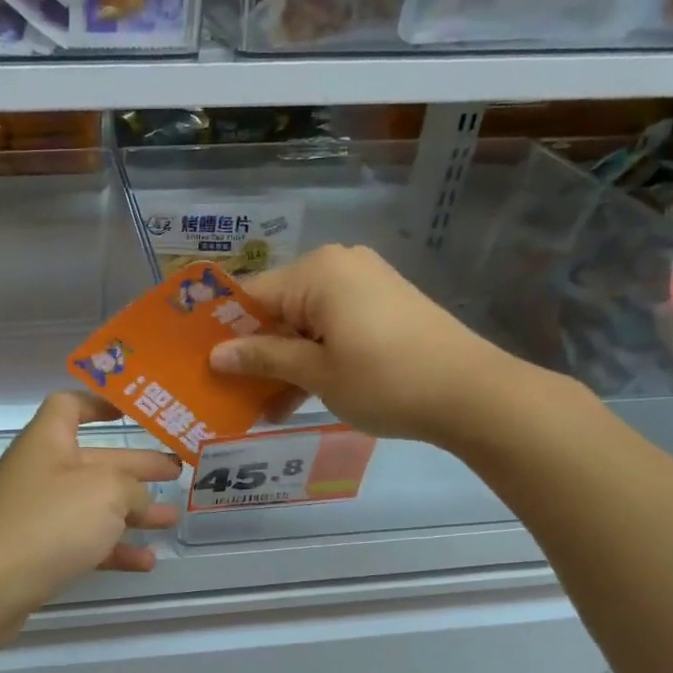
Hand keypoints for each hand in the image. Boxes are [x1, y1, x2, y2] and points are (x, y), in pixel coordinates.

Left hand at [0, 393, 182, 613]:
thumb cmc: (48, 523)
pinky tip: (146, 562)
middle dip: (137, 466)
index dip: (99, 403)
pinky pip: (84, 543)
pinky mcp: (39, 553)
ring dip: (133, 511)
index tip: (131, 412)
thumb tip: (137, 501)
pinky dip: (114, 549)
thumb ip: (132, 488)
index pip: (70, 405)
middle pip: (95, 460)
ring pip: (94, 505)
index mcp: (48, 442)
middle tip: (177, 471)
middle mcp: (42, 473)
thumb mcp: (106, 493)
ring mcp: (38, 515)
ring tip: (171, 519)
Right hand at [208, 244, 542, 446]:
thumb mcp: (316, 372)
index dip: (223, 331)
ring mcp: (364, 284)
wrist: (472, 394)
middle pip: (277, 308)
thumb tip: (215, 355)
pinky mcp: (383, 306)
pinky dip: (314, 357)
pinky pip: (331, 327)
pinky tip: (298, 396)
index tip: (200, 364)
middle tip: (229, 392)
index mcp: (317, 272)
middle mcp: (339, 266)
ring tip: (262, 406)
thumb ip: (263, 357)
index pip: (251, 296)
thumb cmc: (385, 380)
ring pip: (304, 322)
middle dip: (255, 351)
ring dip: (284, 361)